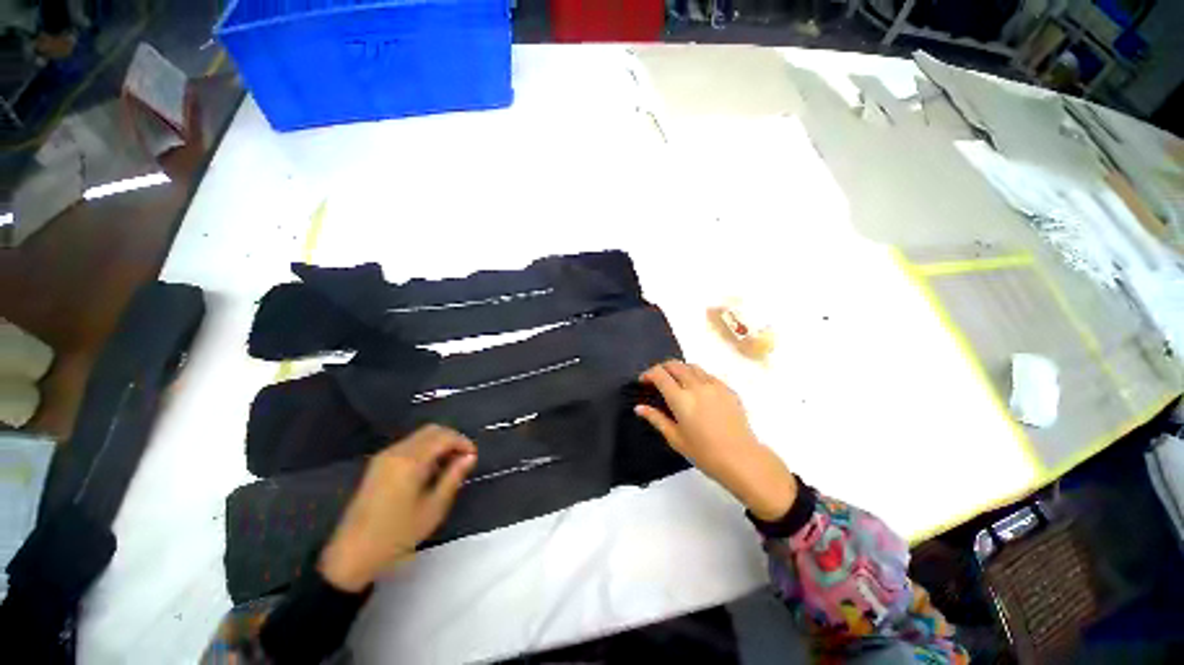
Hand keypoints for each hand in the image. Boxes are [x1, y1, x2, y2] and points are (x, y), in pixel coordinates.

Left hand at [319, 425, 476, 591]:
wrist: (352, 554)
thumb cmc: (397, 534)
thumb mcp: (433, 509)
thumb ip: (453, 477)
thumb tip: (469, 457)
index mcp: (410, 461)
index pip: (444, 437)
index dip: (463, 442)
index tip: (473, 457)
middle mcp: (396, 452)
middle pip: (432, 430)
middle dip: (452, 439)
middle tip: (463, 459)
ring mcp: (384, 456)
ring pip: (420, 436)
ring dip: (438, 444)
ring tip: (449, 466)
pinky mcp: (377, 464)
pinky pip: (408, 445)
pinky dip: (425, 449)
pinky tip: (429, 470)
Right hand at [636, 361, 795, 520]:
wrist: (741, 459)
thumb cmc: (704, 453)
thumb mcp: (675, 438)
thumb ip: (656, 419)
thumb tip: (639, 407)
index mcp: (681, 399)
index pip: (660, 375)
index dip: (648, 374)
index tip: (644, 381)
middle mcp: (697, 386)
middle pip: (675, 365)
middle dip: (662, 368)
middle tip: (657, 379)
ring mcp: (714, 385)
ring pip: (692, 366)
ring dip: (680, 369)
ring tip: (677, 382)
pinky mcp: (728, 389)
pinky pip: (708, 375)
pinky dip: (697, 376)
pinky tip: (697, 390)